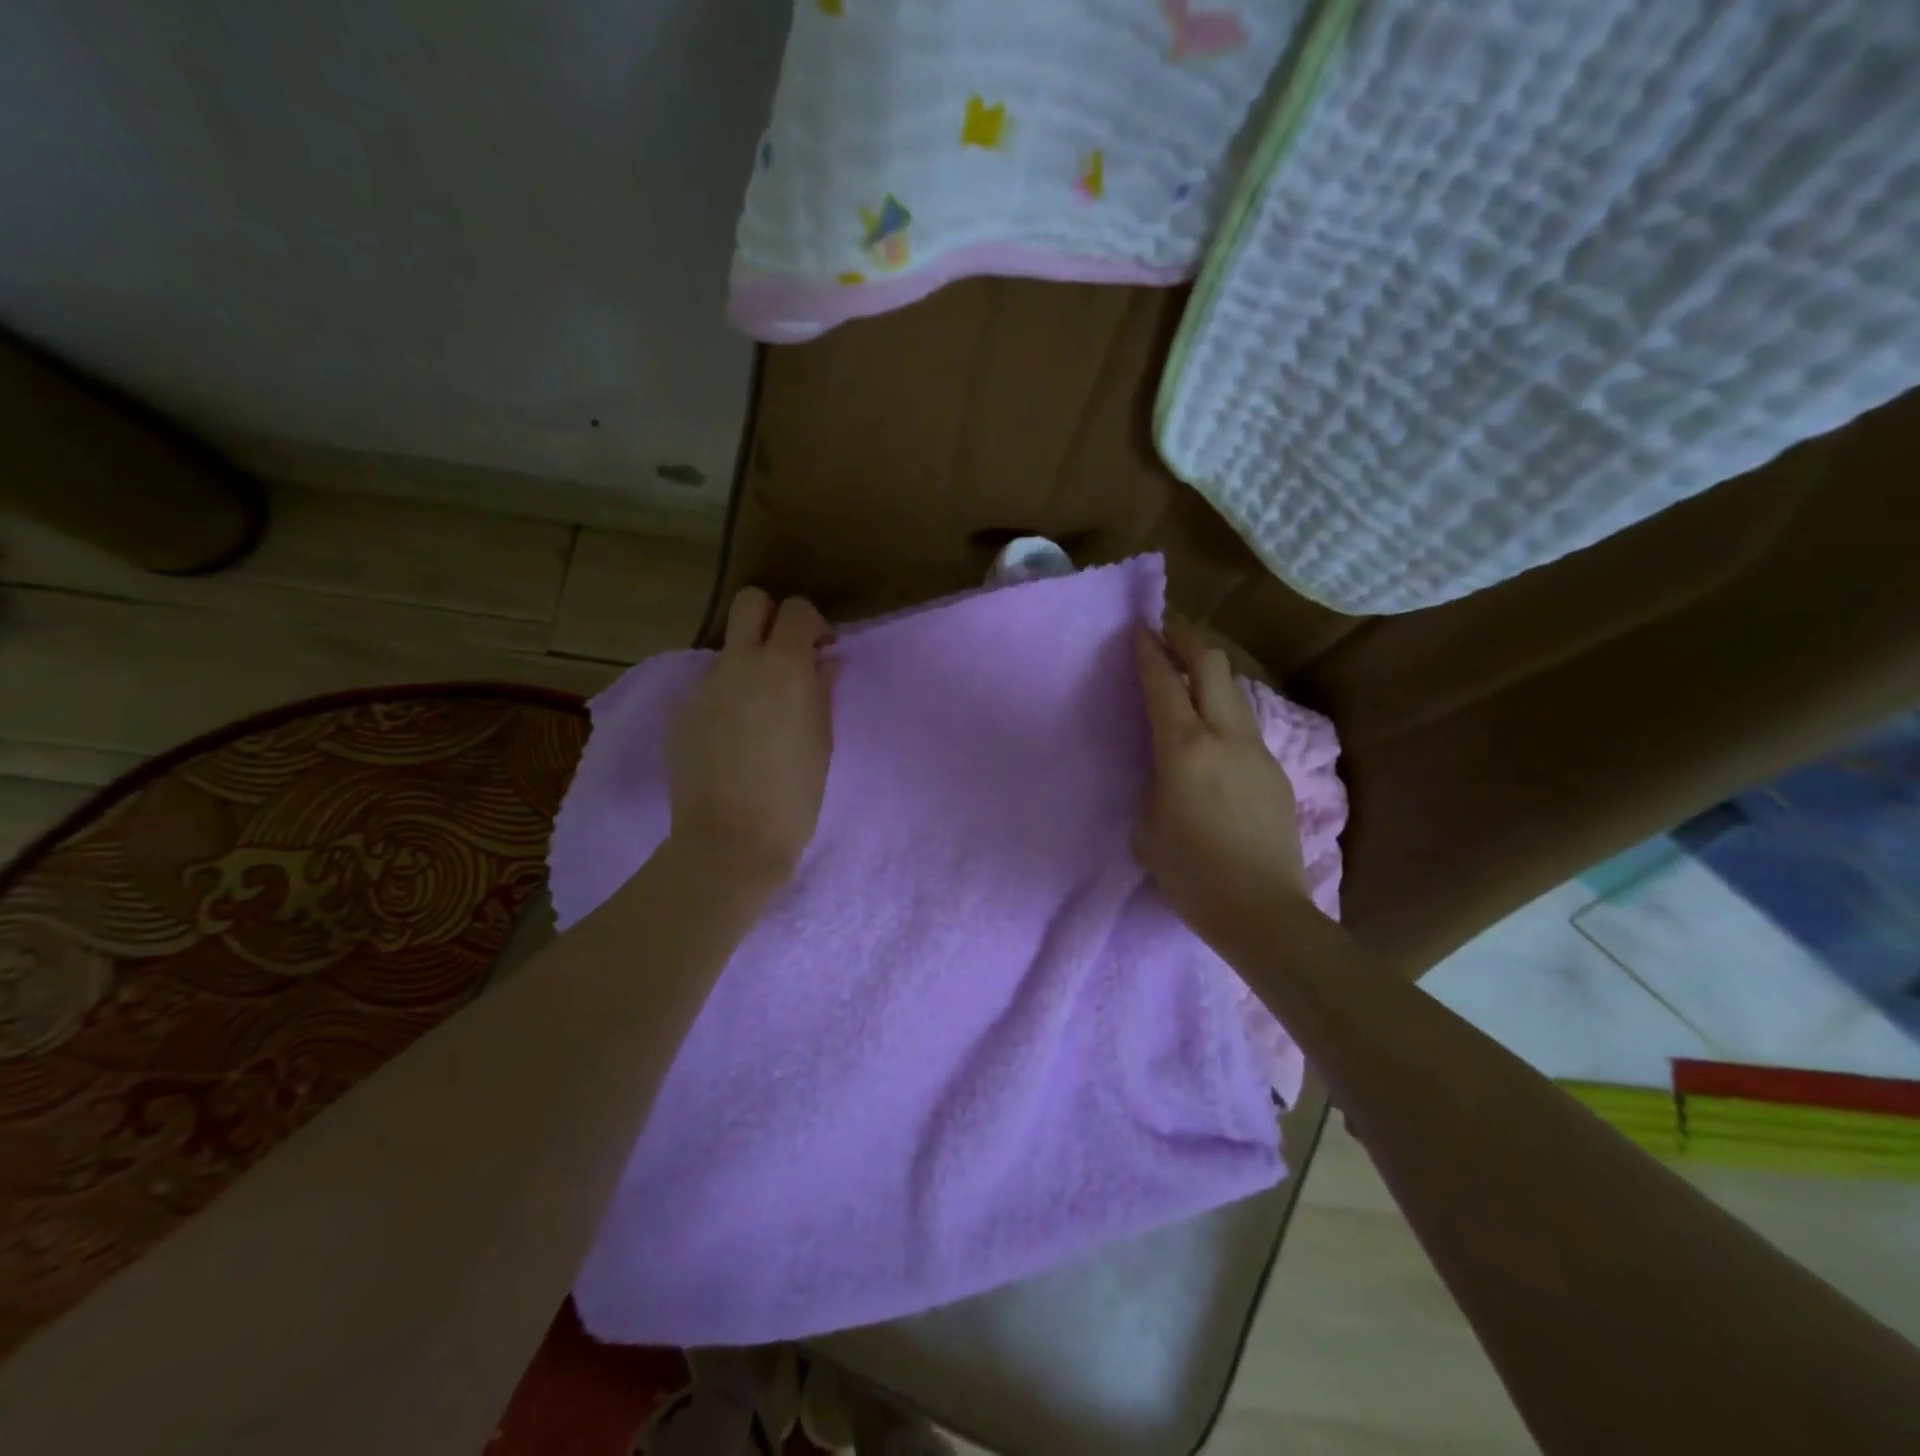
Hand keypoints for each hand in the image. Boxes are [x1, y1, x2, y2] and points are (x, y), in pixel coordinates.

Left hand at [667, 588, 835, 886]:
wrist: (731, 840)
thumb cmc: (795, 794)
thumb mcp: (822, 739)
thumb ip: (821, 689)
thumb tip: (822, 661)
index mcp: (783, 666)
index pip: (795, 609)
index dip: (813, 623)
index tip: (822, 651)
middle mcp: (739, 663)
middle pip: (749, 603)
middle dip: (771, 617)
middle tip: (787, 656)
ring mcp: (703, 686)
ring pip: (728, 651)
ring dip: (748, 664)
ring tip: (761, 712)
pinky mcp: (681, 713)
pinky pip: (708, 689)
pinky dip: (725, 699)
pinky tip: (734, 740)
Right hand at [1133, 619, 1308, 947]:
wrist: (1261, 910)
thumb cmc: (1190, 873)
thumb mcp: (1147, 827)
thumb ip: (1153, 784)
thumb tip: (1165, 773)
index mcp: (1183, 748)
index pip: (1165, 682)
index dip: (1150, 650)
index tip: (1140, 628)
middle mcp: (1224, 736)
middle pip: (1213, 665)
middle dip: (1189, 638)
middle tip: (1170, 629)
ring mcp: (1257, 751)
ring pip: (1235, 691)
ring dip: (1211, 671)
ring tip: (1192, 671)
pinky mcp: (1276, 772)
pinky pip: (1246, 724)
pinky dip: (1225, 708)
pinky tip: (1214, 729)